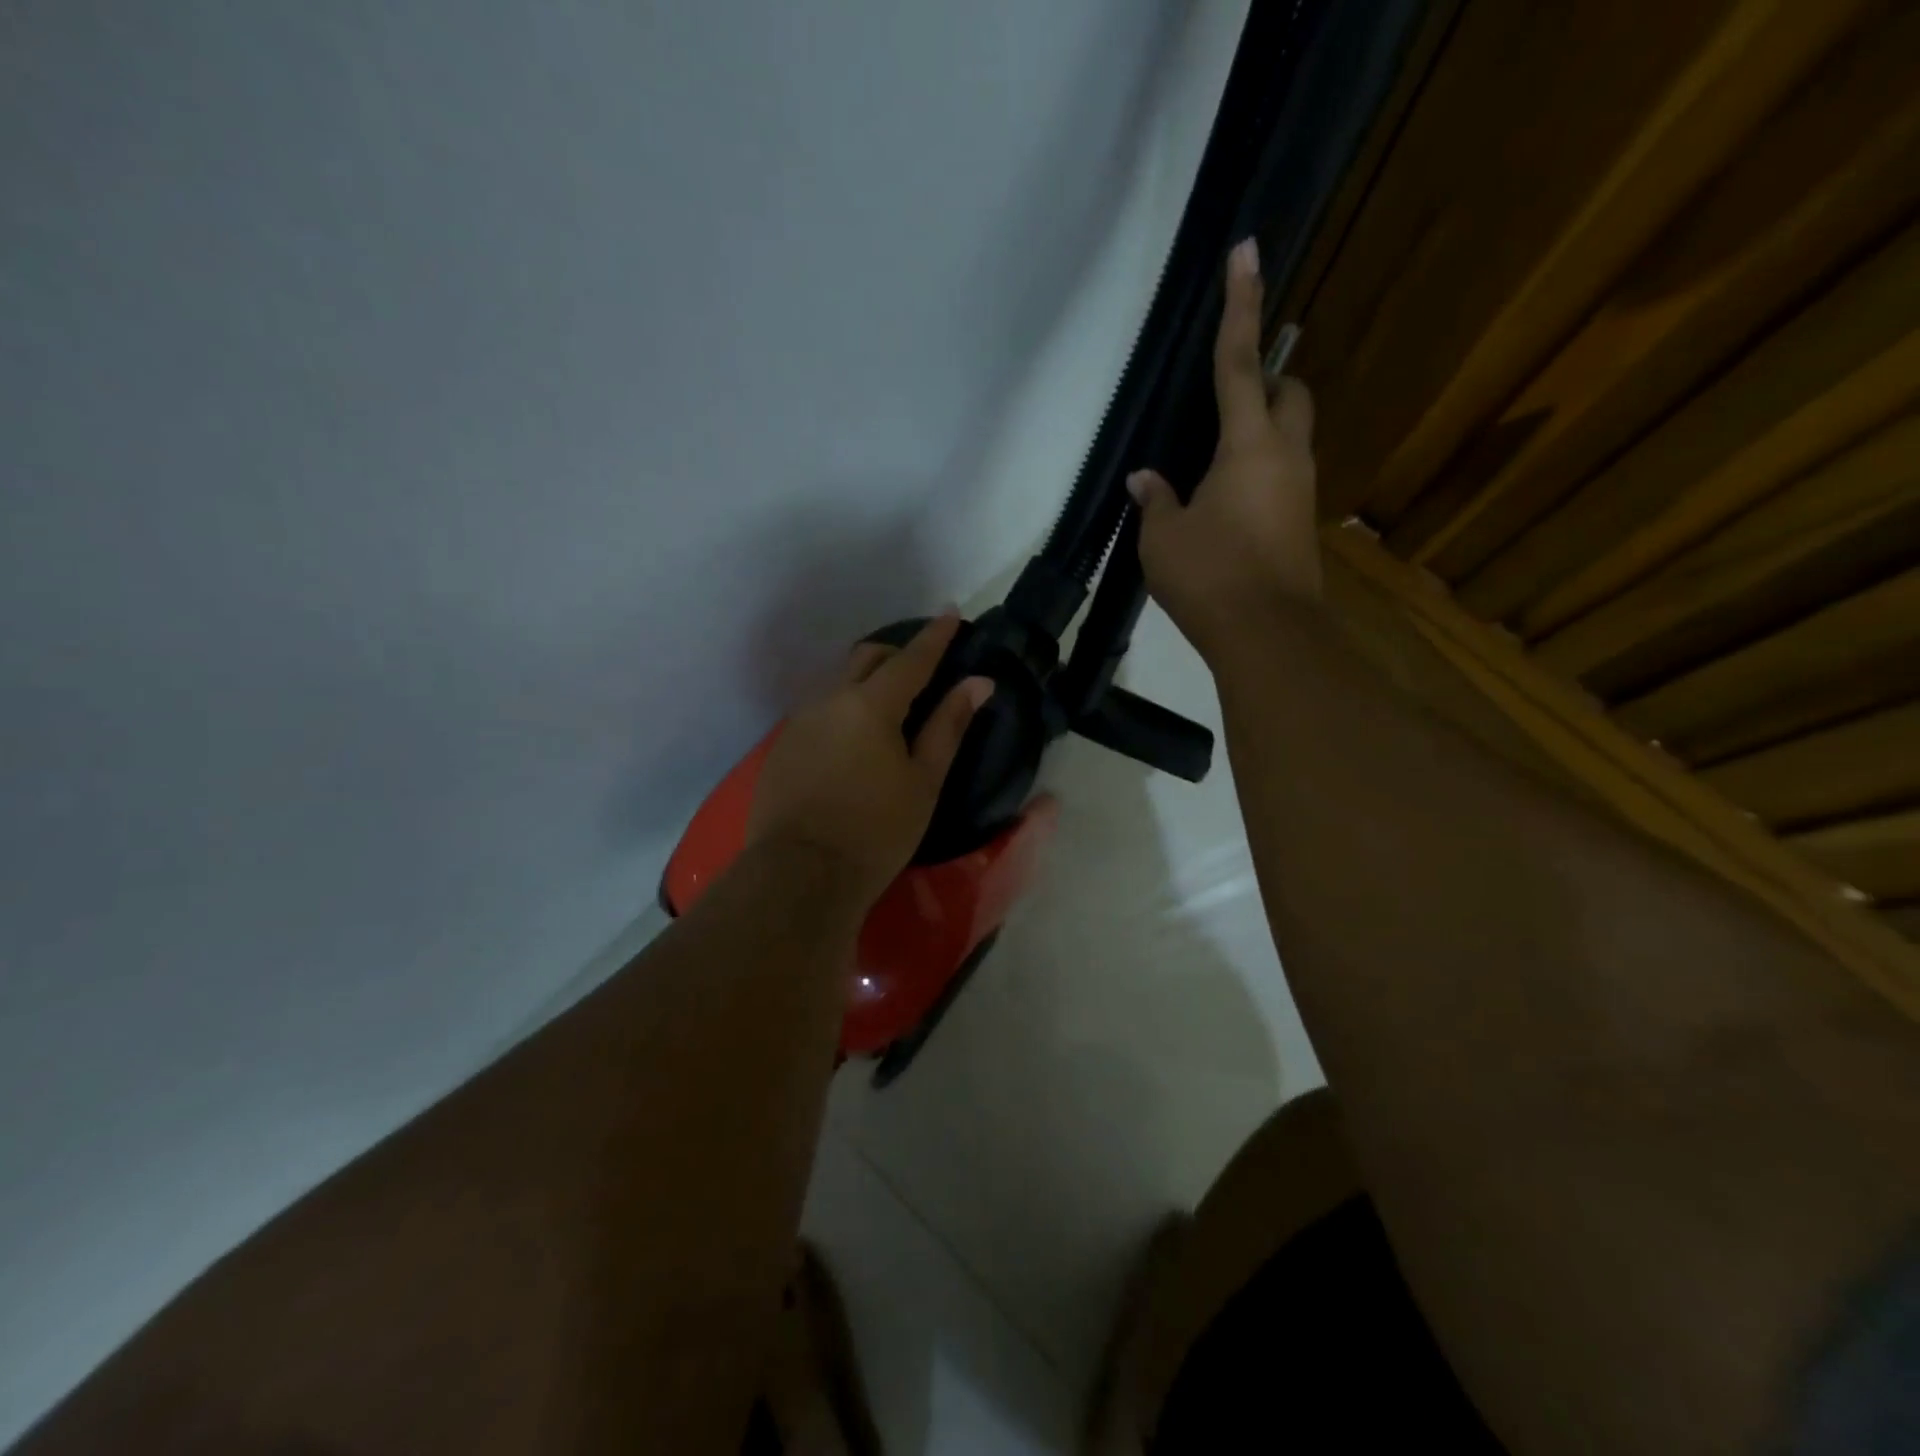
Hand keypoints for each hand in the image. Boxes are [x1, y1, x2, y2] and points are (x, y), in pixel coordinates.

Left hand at [748, 612, 991, 909]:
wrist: (800, 874)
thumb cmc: (876, 831)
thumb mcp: (924, 781)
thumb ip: (949, 726)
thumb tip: (978, 683)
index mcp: (871, 704)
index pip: (911, 658)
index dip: (935, 636)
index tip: (951, 612)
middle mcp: (830, 699)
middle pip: (867, 658)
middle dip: (897, 654)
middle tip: (922, 670)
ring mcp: (800, 720)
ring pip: (838, 681)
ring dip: (867, 680)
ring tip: (889, 705)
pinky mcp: (783, 744)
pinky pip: (819, 708)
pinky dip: (844, 707)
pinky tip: (854, 738)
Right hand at [1128, 237, 1319, 665]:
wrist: (1267, 635)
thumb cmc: (1209, 576)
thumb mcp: (1163, 538)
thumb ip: (1156, 500)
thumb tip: (1146, 478)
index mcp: (1247, 444)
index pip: (1239, 362)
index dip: (1240, 305)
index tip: (1248, 250)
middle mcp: (1285, 455)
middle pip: (1289, 392)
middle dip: (1267, 379)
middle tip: (1229, 397)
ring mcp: (1300, 489)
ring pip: (1292, 434)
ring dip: (1262, 429)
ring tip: (1215, 461)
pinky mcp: (1301, 522)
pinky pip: (1283, 475)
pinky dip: (1259, 471)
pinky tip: (1226, 503)